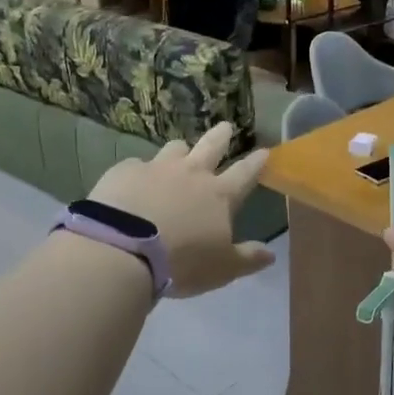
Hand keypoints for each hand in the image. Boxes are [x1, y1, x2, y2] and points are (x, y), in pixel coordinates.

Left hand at [86, 123, 274, 296]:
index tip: (264, 151)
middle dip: (222, 136)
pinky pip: (136, 165)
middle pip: (211, 146)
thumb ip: (247, 259)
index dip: (256, 162)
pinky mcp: (124, 171)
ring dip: (180, 150)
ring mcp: (156, 168)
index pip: (244, 173)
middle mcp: (191, 173)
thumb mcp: (222, 269)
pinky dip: (140, 171)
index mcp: (219, 195)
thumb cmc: (182, 263)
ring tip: (180, 151)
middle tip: (226, 126)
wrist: (122, 251)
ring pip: (174, 149)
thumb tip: (271, 254)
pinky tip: (134, 181)